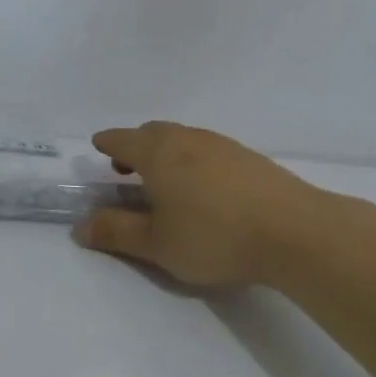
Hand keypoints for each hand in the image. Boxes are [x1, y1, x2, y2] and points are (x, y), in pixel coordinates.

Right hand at [77, 121, 327, 287]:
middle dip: (135, 146)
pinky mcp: (250, 158)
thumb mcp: (156, 244)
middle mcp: (187, 139)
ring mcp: (222, 145)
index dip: (107, 144)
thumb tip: (80, 226)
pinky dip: (194, 160)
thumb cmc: (214, 236)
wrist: (295, 232)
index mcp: (157, 153)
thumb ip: (116, 232)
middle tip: (128, 170)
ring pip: (183, 138)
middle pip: (152, 132)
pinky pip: (208, 149)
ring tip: (166, 181)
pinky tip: (205, 188)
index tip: (99, 148)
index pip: (121, 140)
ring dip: (166, 152)